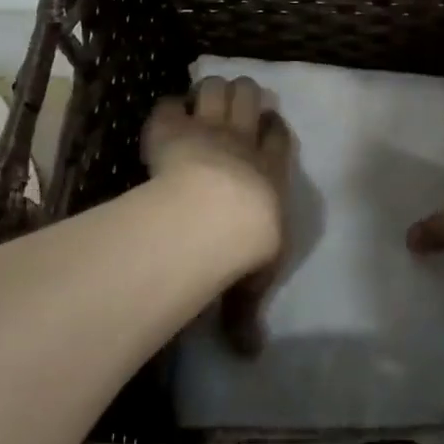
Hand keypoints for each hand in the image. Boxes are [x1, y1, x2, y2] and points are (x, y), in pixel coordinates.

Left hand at [142, 77, 291, 355]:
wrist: (214, 217)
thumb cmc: (246, 247)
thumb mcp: (251, 285)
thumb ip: (245, 315)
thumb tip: (250, 355)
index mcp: (272, 172)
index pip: (279, 136)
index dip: (273, 127)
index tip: (267, 126)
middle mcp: (244, 143)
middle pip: (251, 97)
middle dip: (244, 96)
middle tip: (233, 109)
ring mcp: (207, 130)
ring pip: (218, 89)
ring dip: (211, 92)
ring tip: (201, 104)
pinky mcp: (171, 128)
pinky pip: (169, 106)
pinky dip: (167, 110)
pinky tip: (164, 118)